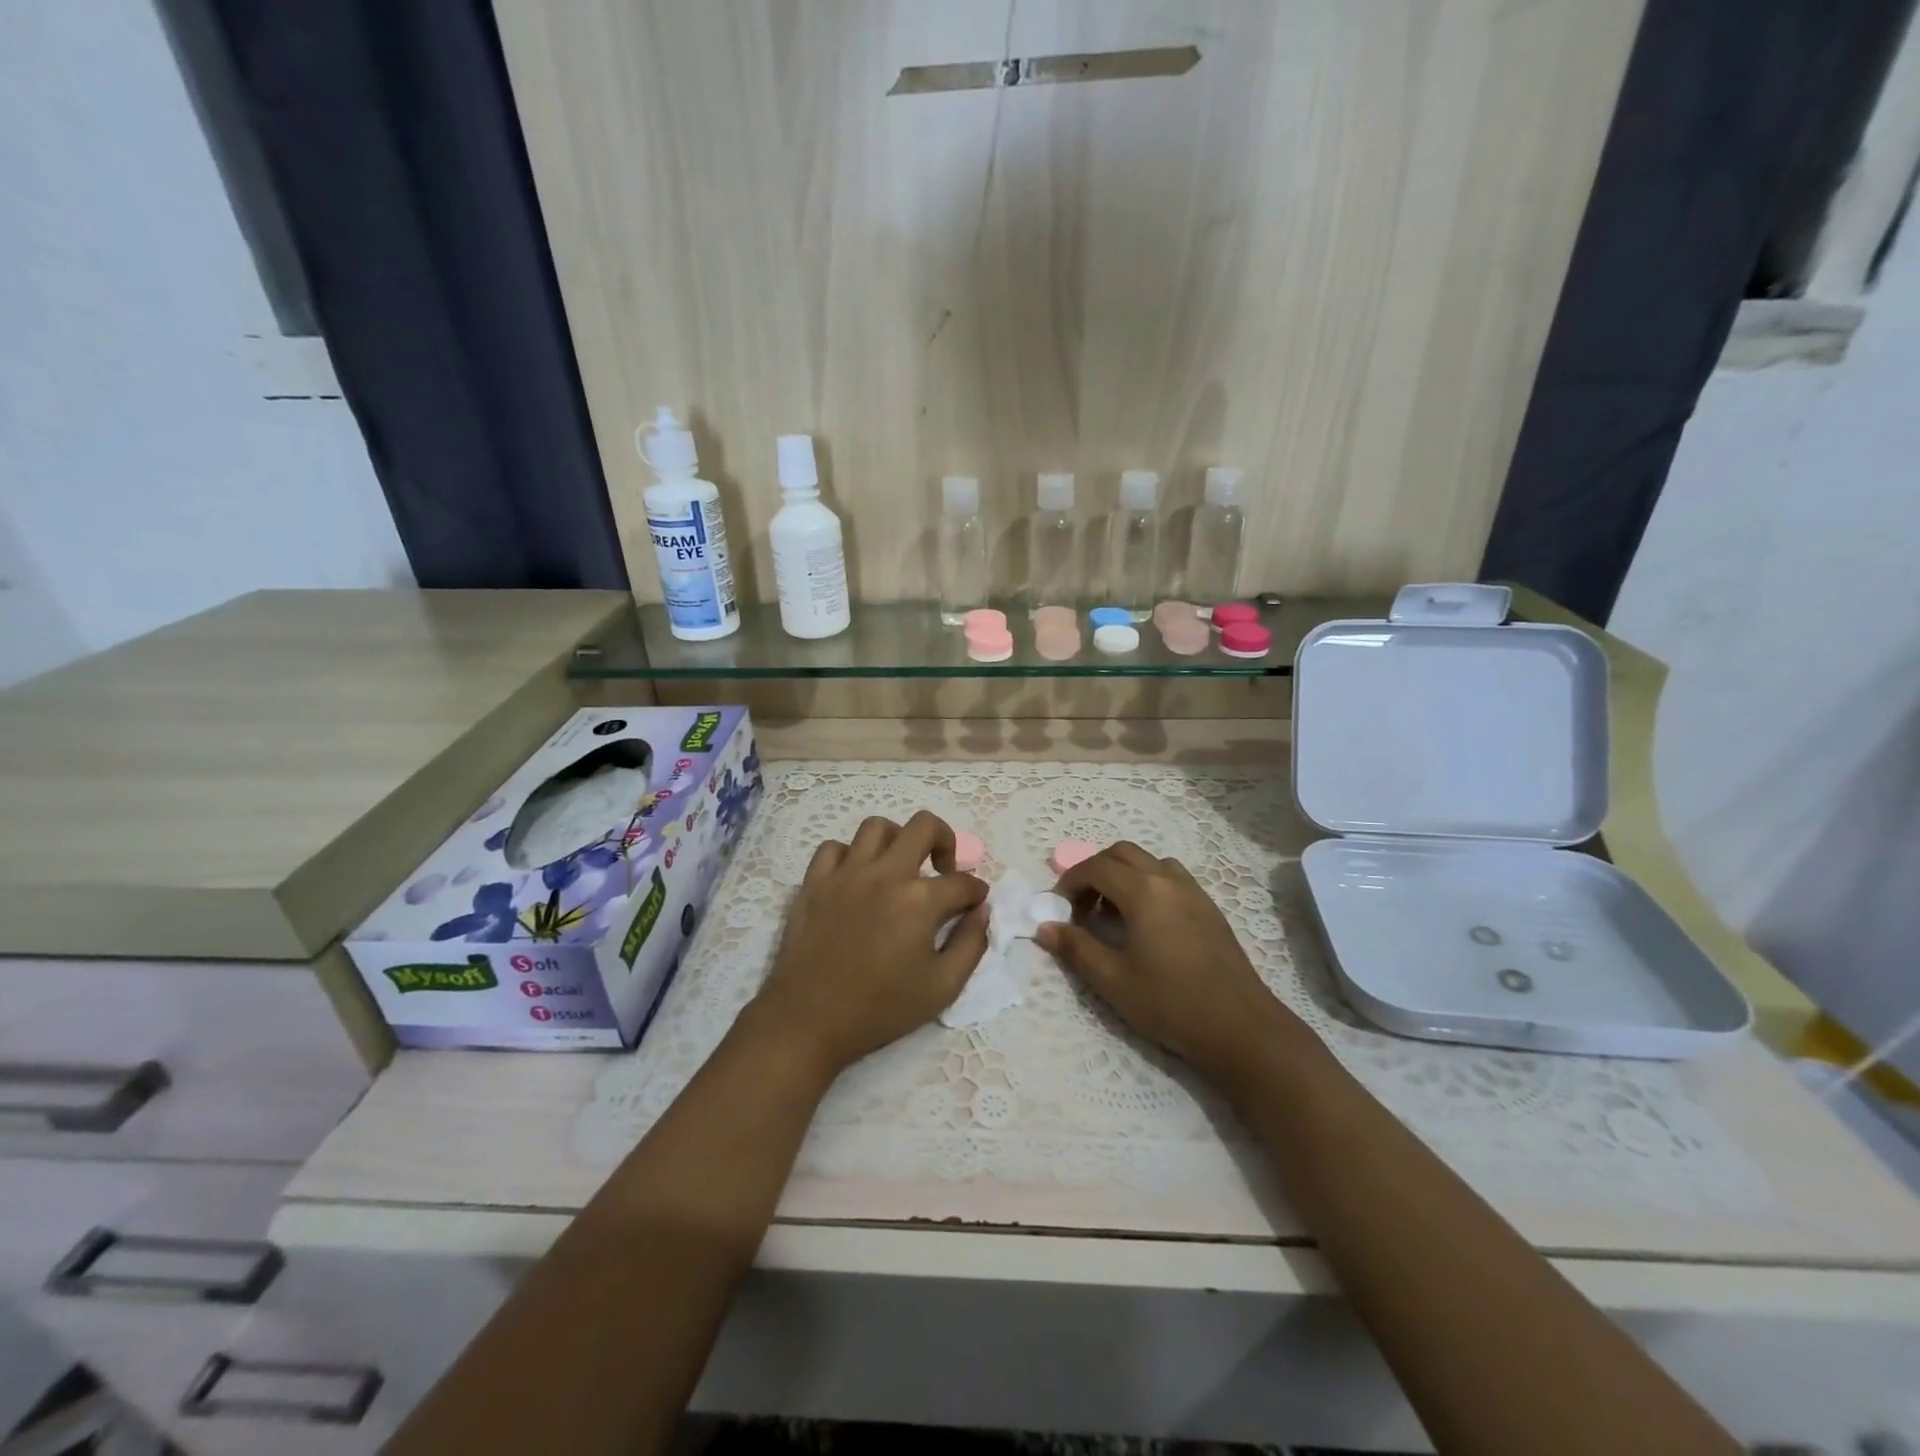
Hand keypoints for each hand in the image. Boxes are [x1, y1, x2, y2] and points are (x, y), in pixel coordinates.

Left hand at [752, 812, 987, 1075]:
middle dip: (945, 841)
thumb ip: (971, 944)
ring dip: (897, 840)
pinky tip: (857, 878)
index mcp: (919, 900)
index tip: (975, 904)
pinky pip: (833, 848)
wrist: (809, 1021)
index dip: (977, 892)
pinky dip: (850, 855)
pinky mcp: (814, 882)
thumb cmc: (880, 1009)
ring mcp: (846, 874)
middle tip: (942, 869)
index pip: (962, 882)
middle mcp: (885, 874)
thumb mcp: (942, 988)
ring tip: (899, 867)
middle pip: (924, 826)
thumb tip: (982, 911)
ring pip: (876, 827)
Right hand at [1038, 842, 1301, 1081]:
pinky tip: (1145, 923)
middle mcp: (1168, 880)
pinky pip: (1170, 877)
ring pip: (1149, 862)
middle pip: (1122, 853)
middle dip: (1094, 871)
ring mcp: (1194, 891)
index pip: (1096, 866)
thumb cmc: (1170, 1003)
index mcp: (1143, 891)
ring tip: (1112, 913)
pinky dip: (1147, 884)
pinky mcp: (1209, 908)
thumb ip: (1076, 948)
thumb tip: (1045, 927)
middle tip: (1080, 907)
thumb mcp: (1113, 980)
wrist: (1240, 1028)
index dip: (1070, 881)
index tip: (1058, 908)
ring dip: (1123, 875)